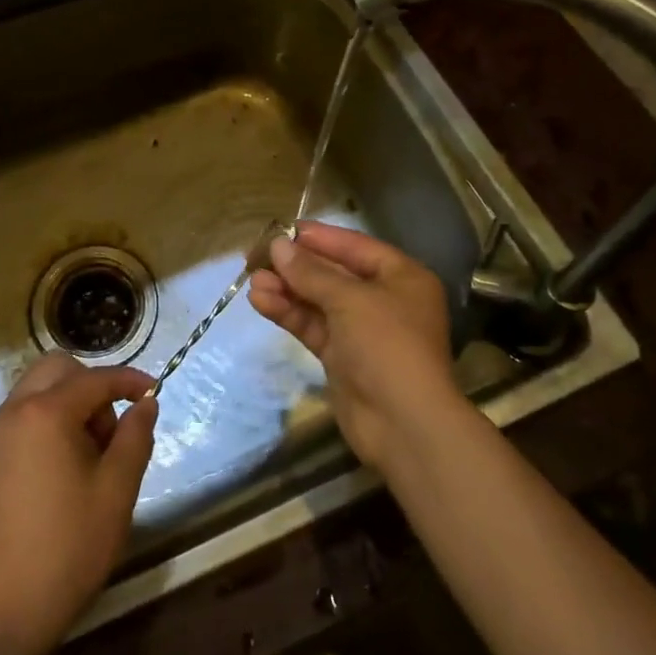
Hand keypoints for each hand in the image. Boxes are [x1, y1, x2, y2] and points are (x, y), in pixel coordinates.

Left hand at [0, 353, 158, 654]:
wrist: (4, 612)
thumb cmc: (69, 547)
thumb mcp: (117, 491)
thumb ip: (135, 437)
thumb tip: (144, 404)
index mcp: (45, 413)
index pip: (95, 379)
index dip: (128, 381)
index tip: (154, 391)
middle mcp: (14, 412)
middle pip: (58, 370)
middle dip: (92, 385)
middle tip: (112, 431)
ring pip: (38, 390)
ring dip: (70, 402)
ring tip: (92, 453)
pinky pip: (23, 416)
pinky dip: (49, 420)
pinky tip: (66, 466)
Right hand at [249, 221, 456, 469]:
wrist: (404, 425)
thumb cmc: (387, 345)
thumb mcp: (350, 300)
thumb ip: (311, 272)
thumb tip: (277, 246)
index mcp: (402, 277)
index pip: (355, 246)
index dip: (319, 237)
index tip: (282, 230)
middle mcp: (383, 299)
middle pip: (333, 273)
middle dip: (296, 265)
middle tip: (256, 255)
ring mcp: (361, 330)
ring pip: (318, 300)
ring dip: (286, 289)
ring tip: (251, 279)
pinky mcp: (342, 357)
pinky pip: (312, 325)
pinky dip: (288, 313)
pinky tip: (260, 301)